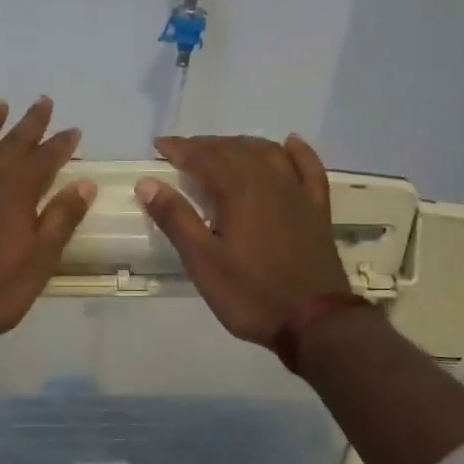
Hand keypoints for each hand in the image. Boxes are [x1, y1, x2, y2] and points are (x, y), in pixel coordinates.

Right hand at [136, 134, 350, 345]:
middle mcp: (269, 181)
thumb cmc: (250, 294)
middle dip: (206, 145)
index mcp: (238, 191)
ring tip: (222, 149)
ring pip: (267, 153)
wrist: (314, 320)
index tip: (159, 146)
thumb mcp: (203, 262)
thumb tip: (147, 183)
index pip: (204, 158)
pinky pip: (309, 168)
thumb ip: (176, 219)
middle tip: (184, 151)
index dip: (180, 149)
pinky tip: (289, 143)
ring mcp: (297, 193)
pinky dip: (296, 152)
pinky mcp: (317, 209)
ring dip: (241, 145)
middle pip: (235, 149)